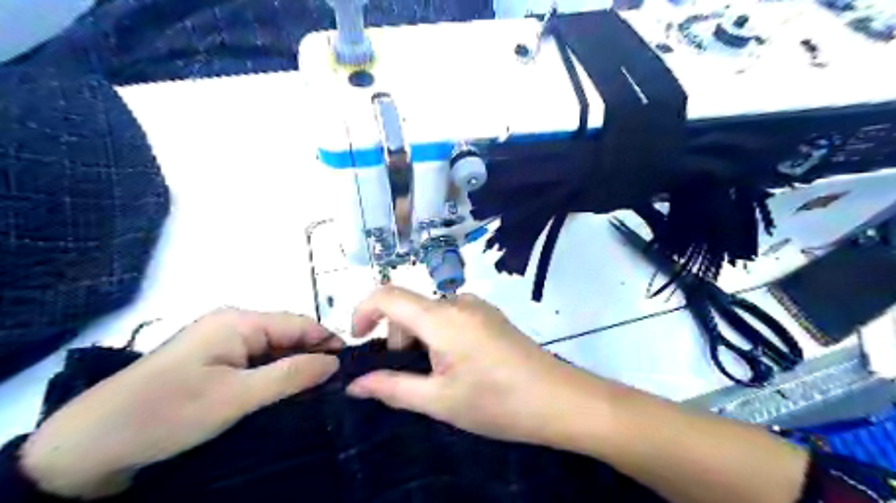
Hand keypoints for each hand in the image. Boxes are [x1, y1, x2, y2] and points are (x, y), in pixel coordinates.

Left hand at [21, 308, 343, 495]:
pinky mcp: (212, 362)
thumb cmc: (168, 413)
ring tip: (317, 393)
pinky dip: (273, 376)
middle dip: (312, 357)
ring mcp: (221, 343)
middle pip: (288, 336)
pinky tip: (286, 394)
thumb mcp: (237, 397)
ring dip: (294, 369)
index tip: (351, 367)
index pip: (300, 324)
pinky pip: (255, 363)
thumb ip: (291, 375)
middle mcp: (233, 324)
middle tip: (336, 386)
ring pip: (273, 351)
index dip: (328, 342)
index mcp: (239, 321)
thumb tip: (334, 363)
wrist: (91, 445)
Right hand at [346, 286, 596, 444]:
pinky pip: (452, 317)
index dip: (363, 310)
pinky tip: (460, 364)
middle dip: (397, 337)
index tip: (358, 339)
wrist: (559, 400)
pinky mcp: (492, 316)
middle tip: (412, 374)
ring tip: (439, 375)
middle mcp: (459, 302)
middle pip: (410, 307)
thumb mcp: (439, 400)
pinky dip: (440, 335)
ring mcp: (479, 307)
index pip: (388, 295)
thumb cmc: (497, 402)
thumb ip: (392, 388)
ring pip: (432, 313)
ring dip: (420, 338)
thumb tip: (355, 384)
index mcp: (442, 317)